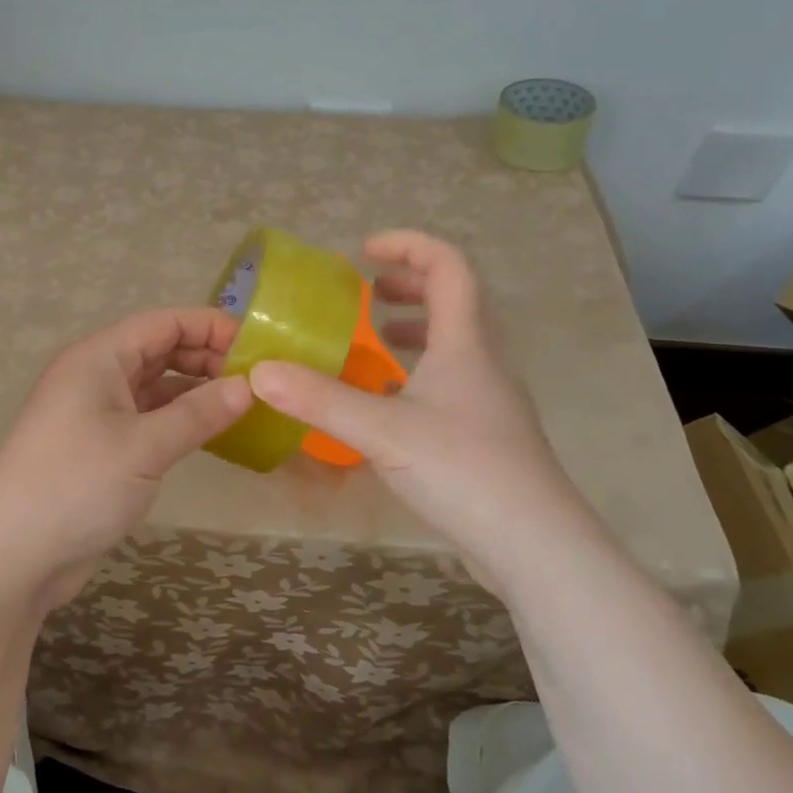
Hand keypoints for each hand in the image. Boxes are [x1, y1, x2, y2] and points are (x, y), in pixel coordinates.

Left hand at [0, 308, 251, 608]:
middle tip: (257, 381)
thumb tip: (248, 386)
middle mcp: (96, 376)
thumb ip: (198, 413)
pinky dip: (180, 420)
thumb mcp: (145, 446)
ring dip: (196, 391)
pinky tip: (213, 433)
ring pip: (156, 386)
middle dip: (207, 358)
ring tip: (245, 405)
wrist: (13, 556)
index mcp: (99, 358)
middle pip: (160, 350)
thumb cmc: (77, 485)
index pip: (163, 323)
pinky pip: (149, 419)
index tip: (257, 347)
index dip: (211, 327)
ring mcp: (97, 413)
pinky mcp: (102, 448)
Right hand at [248, 230, 578, 572]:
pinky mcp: (486, 436)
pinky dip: (416, 376)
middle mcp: (484, 363)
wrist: (534, 545)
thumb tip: (259, 373)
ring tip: (373, 342)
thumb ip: (320, 400)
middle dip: (409, 287)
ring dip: (414, 332)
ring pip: (454, 346)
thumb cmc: (463, 469)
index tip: (365, 251)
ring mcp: (489, 401)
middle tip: (366, 295)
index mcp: (466, 343)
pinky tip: (386, 406)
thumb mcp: (382, 430)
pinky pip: (450, 384)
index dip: (409, 246)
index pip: (449, 267)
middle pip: (455, 301)